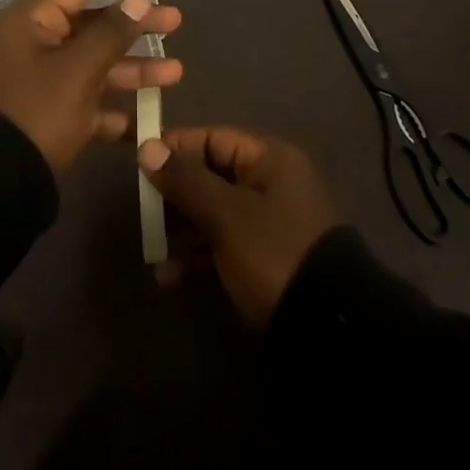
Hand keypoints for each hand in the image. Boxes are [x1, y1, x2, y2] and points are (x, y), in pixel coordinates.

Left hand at [0, 0, 182, 172]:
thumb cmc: (37, 112)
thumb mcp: (79, 69)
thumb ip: (112, 32)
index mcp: (31, 20)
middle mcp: (35, 43)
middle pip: (91, 22)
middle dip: (134, 24)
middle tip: (174, 22)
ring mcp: (42, 80)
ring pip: (94, 62)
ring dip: (133, 66)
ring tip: (176, 72)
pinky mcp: (49, 114)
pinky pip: (88, 99)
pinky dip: (115, 106)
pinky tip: (148, 119)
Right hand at [138, 126, 340, 328]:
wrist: (328, 331)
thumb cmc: (273, 253)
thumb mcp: (225, 214)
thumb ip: (185, 180)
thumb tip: (148, 147)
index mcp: (268, 160)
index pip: (213, 139)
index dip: (175, 148)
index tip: (140, 164)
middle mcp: (270, 184)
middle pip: (211, 176)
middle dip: (174, 195)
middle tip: (144, 214)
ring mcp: (270, 225)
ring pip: (214, 214)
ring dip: (181, 231)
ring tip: (154, 254)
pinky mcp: (266, 262)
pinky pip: (223, 247)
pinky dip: (198, 258)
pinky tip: (170, 279)